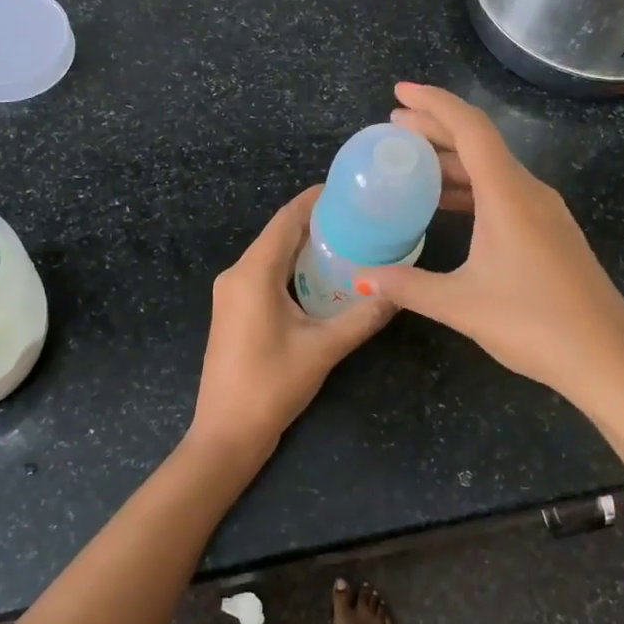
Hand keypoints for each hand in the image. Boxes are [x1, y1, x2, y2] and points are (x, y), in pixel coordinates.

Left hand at [190, 187, 394, 460]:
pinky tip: (322, 276)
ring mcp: (231, 293)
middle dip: (316, 222)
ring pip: (272, 255)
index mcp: (253, 273)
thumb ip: (362, 317)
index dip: (315, 200)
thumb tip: (397, 292)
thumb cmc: (271, 386)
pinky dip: (293, 267)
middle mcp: (236, 274)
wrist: (226, 434)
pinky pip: (265, 274)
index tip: (348, 190)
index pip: (286, 219)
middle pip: (278, 234)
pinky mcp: (234, 310)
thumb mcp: (323, 349)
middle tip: (360, 218)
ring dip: (305, 246)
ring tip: (349, 241)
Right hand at [354, 83, 623, 407]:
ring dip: (451, 161)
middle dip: (435, 128)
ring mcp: (545, 212)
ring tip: (411, 164)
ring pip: (492, 170)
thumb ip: (408, 286)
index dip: (433, 103)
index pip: (469, 128)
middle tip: (393, 126)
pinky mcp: (551, 233)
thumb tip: (364, 276)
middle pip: (479, 143)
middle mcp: (529, 192)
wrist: (609, 360)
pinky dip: (470, 188)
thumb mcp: (460, 305)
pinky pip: (503, 193)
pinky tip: (447, 206)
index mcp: (508, 194)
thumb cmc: (534, 324)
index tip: (398, 92)